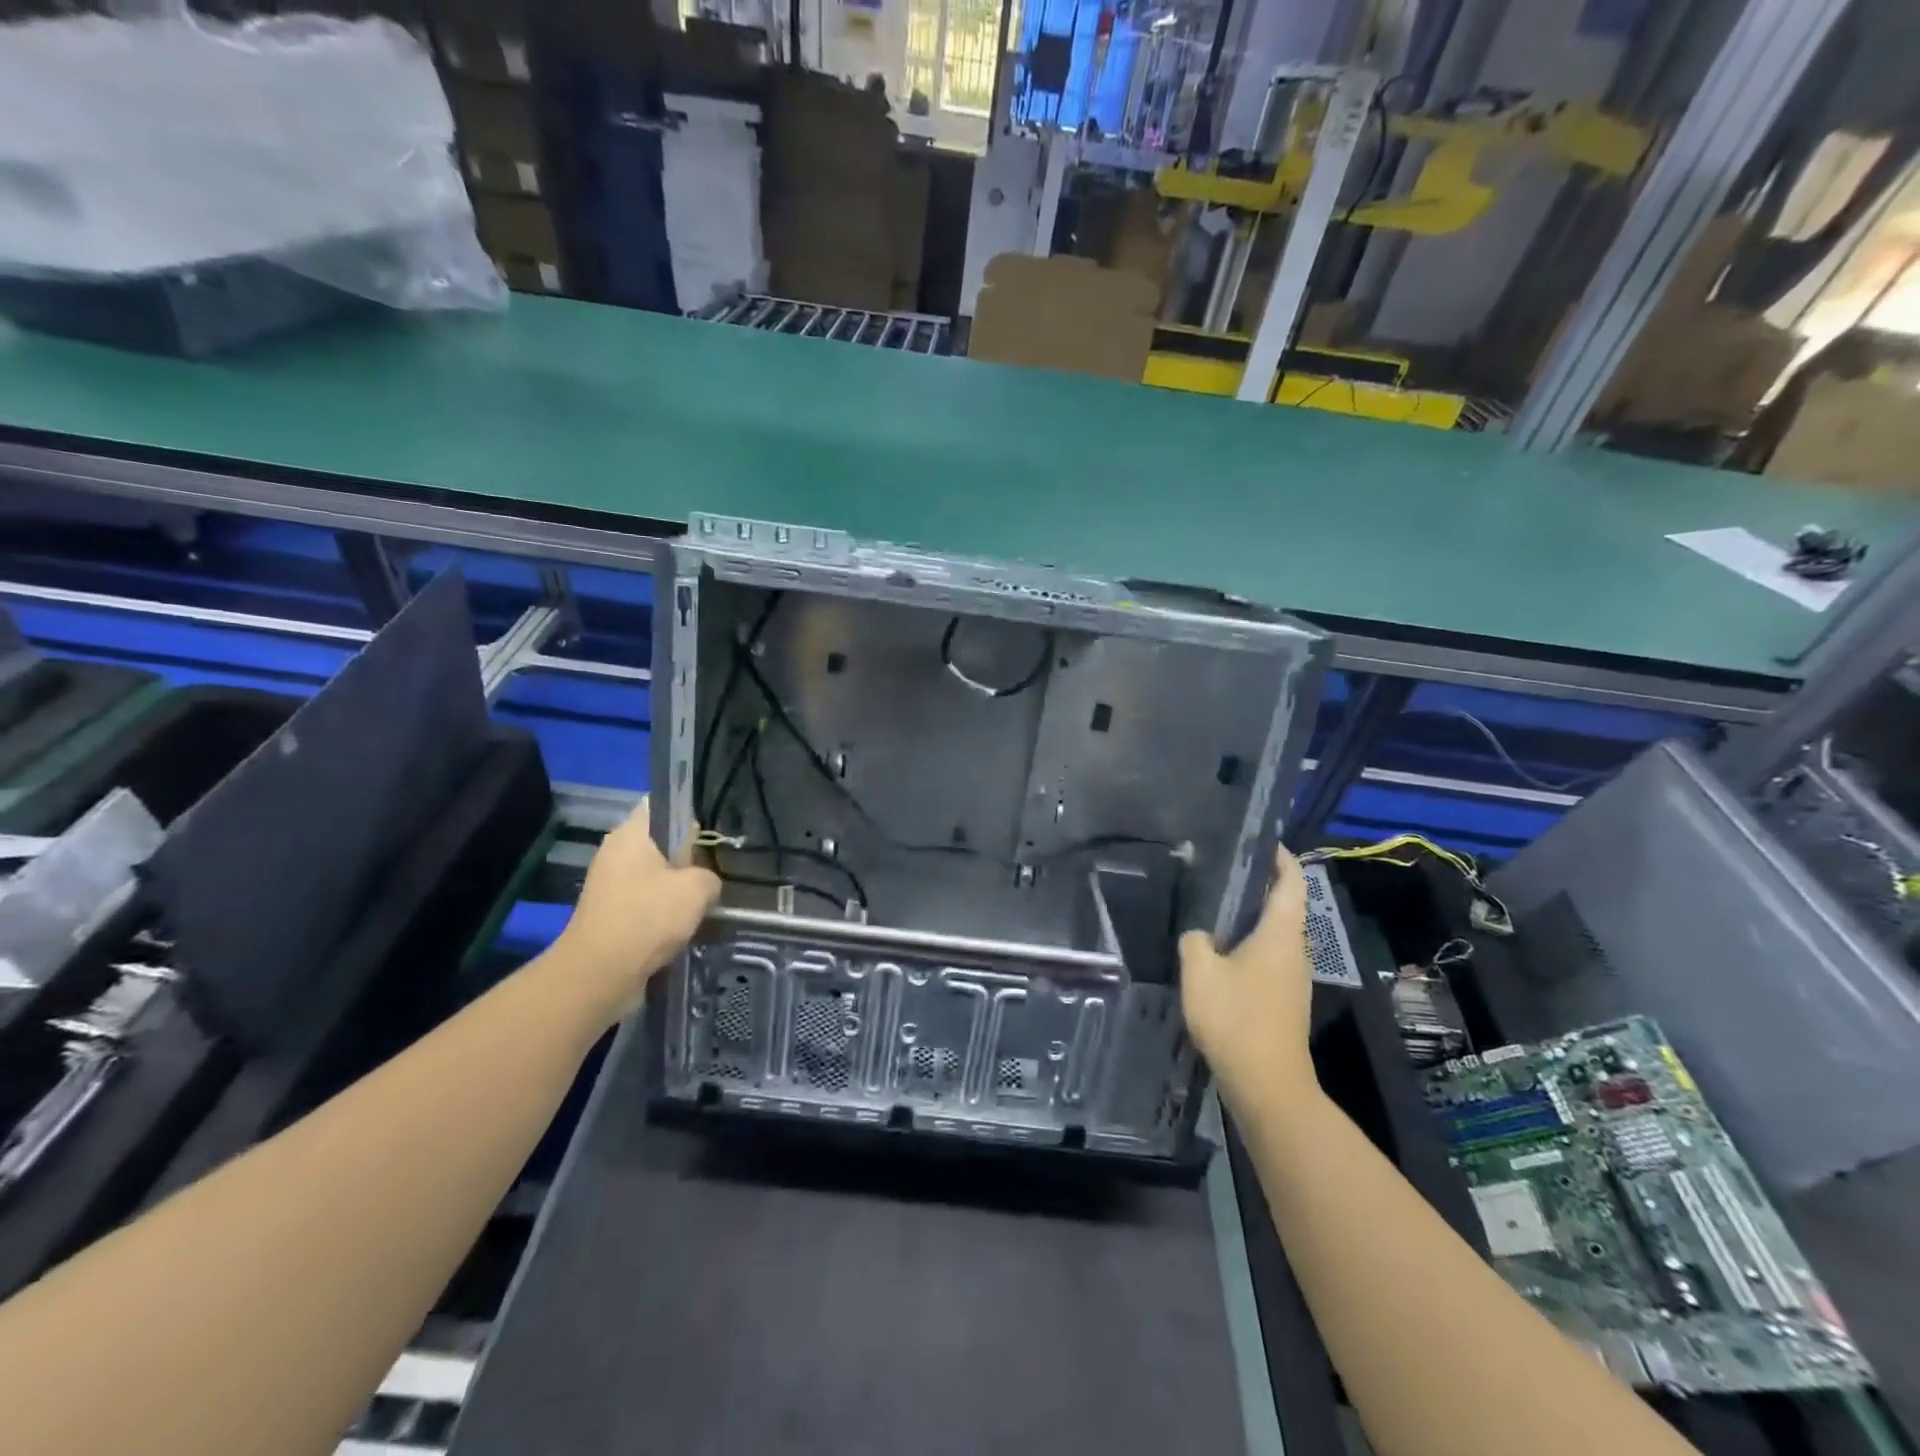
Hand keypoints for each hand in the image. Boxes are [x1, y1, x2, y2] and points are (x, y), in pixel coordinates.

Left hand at [557, 798, 719, 1021]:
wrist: (599, 975)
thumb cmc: (648, 917)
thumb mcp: (697, 889)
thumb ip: (710, 876)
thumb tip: (705, 884)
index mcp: (631, 834)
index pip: (660, 803)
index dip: (688, 811)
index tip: (710, 832)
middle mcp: (616, 853)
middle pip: (661, 843)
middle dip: (688, 858)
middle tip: (714, 873)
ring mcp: (610, 885)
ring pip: (656, 876)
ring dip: (678, 890)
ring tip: (704, 904)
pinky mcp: (610, 914)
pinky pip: (646, 903)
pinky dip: (664, 913)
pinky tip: (684, 928)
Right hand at [1179, 845, 1317, 1111]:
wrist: (1267, 1083)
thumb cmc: (1236, 1018)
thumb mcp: (1200, 971)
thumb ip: (1195, 940)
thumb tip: (1199, 933)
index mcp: (1280, 934)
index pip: (1292, 881)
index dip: (1280, 857)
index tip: (1259, 840)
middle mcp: (1295, 950)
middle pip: (1285, 905)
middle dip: (1260, 884)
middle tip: (1223, 869)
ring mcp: (1293, 977)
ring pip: (1276, 933)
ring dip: (1253, 916)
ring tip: (1215, 906)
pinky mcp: (1284, 999)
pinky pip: (1270, 956)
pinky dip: (1250, 943)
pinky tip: (1220, 951)